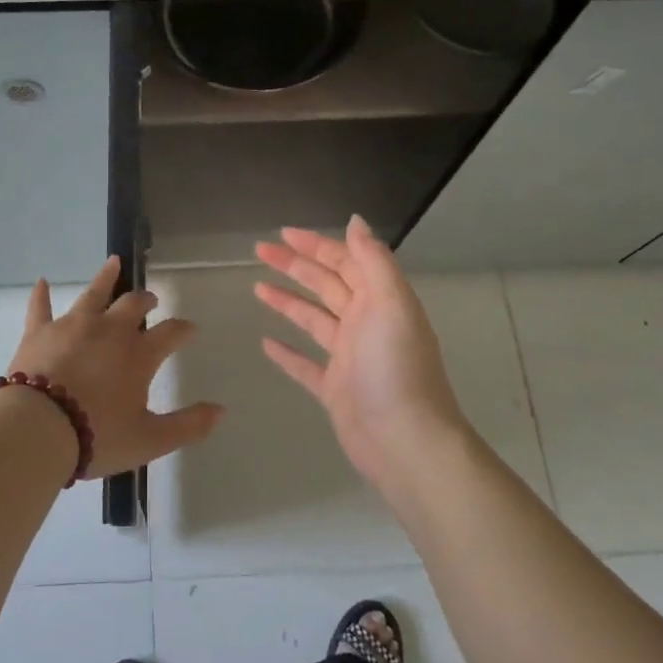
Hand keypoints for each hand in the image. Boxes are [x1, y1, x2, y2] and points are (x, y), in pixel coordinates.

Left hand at [4, 256, 224, 479]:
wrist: (38, 430)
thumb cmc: (98, 436)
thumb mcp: (150, 439)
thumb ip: (188, 426)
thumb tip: (220, 410)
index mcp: (138, 354)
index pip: (170, 332)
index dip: (183, 329)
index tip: (190, 329)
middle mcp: (109, 330)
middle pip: (133, 304)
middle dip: (146, 299)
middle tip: (151, 299)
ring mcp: (72, 326)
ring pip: (93, 293)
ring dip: (106, 278)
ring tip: (114, 262)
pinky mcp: (39, 332)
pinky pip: (40, 307)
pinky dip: (41, 295)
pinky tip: (41, 282)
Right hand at [255, 216, 469, 491]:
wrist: (405, 441)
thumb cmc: (396, 367)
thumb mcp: (390, 302)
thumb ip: (373, 260)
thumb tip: (356, 221)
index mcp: (380, 301)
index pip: (345, 262)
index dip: (316, 245)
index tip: (283, 233)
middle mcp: (365, 324)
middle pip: (325, 285)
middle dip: (294, 265)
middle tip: (260, 251)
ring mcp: (349, 358)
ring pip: (313, 320)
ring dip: (287, 301)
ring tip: (257, 288)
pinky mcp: (335, 389)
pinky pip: (305, 364)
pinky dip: (287, 353)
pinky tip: (266, 342)